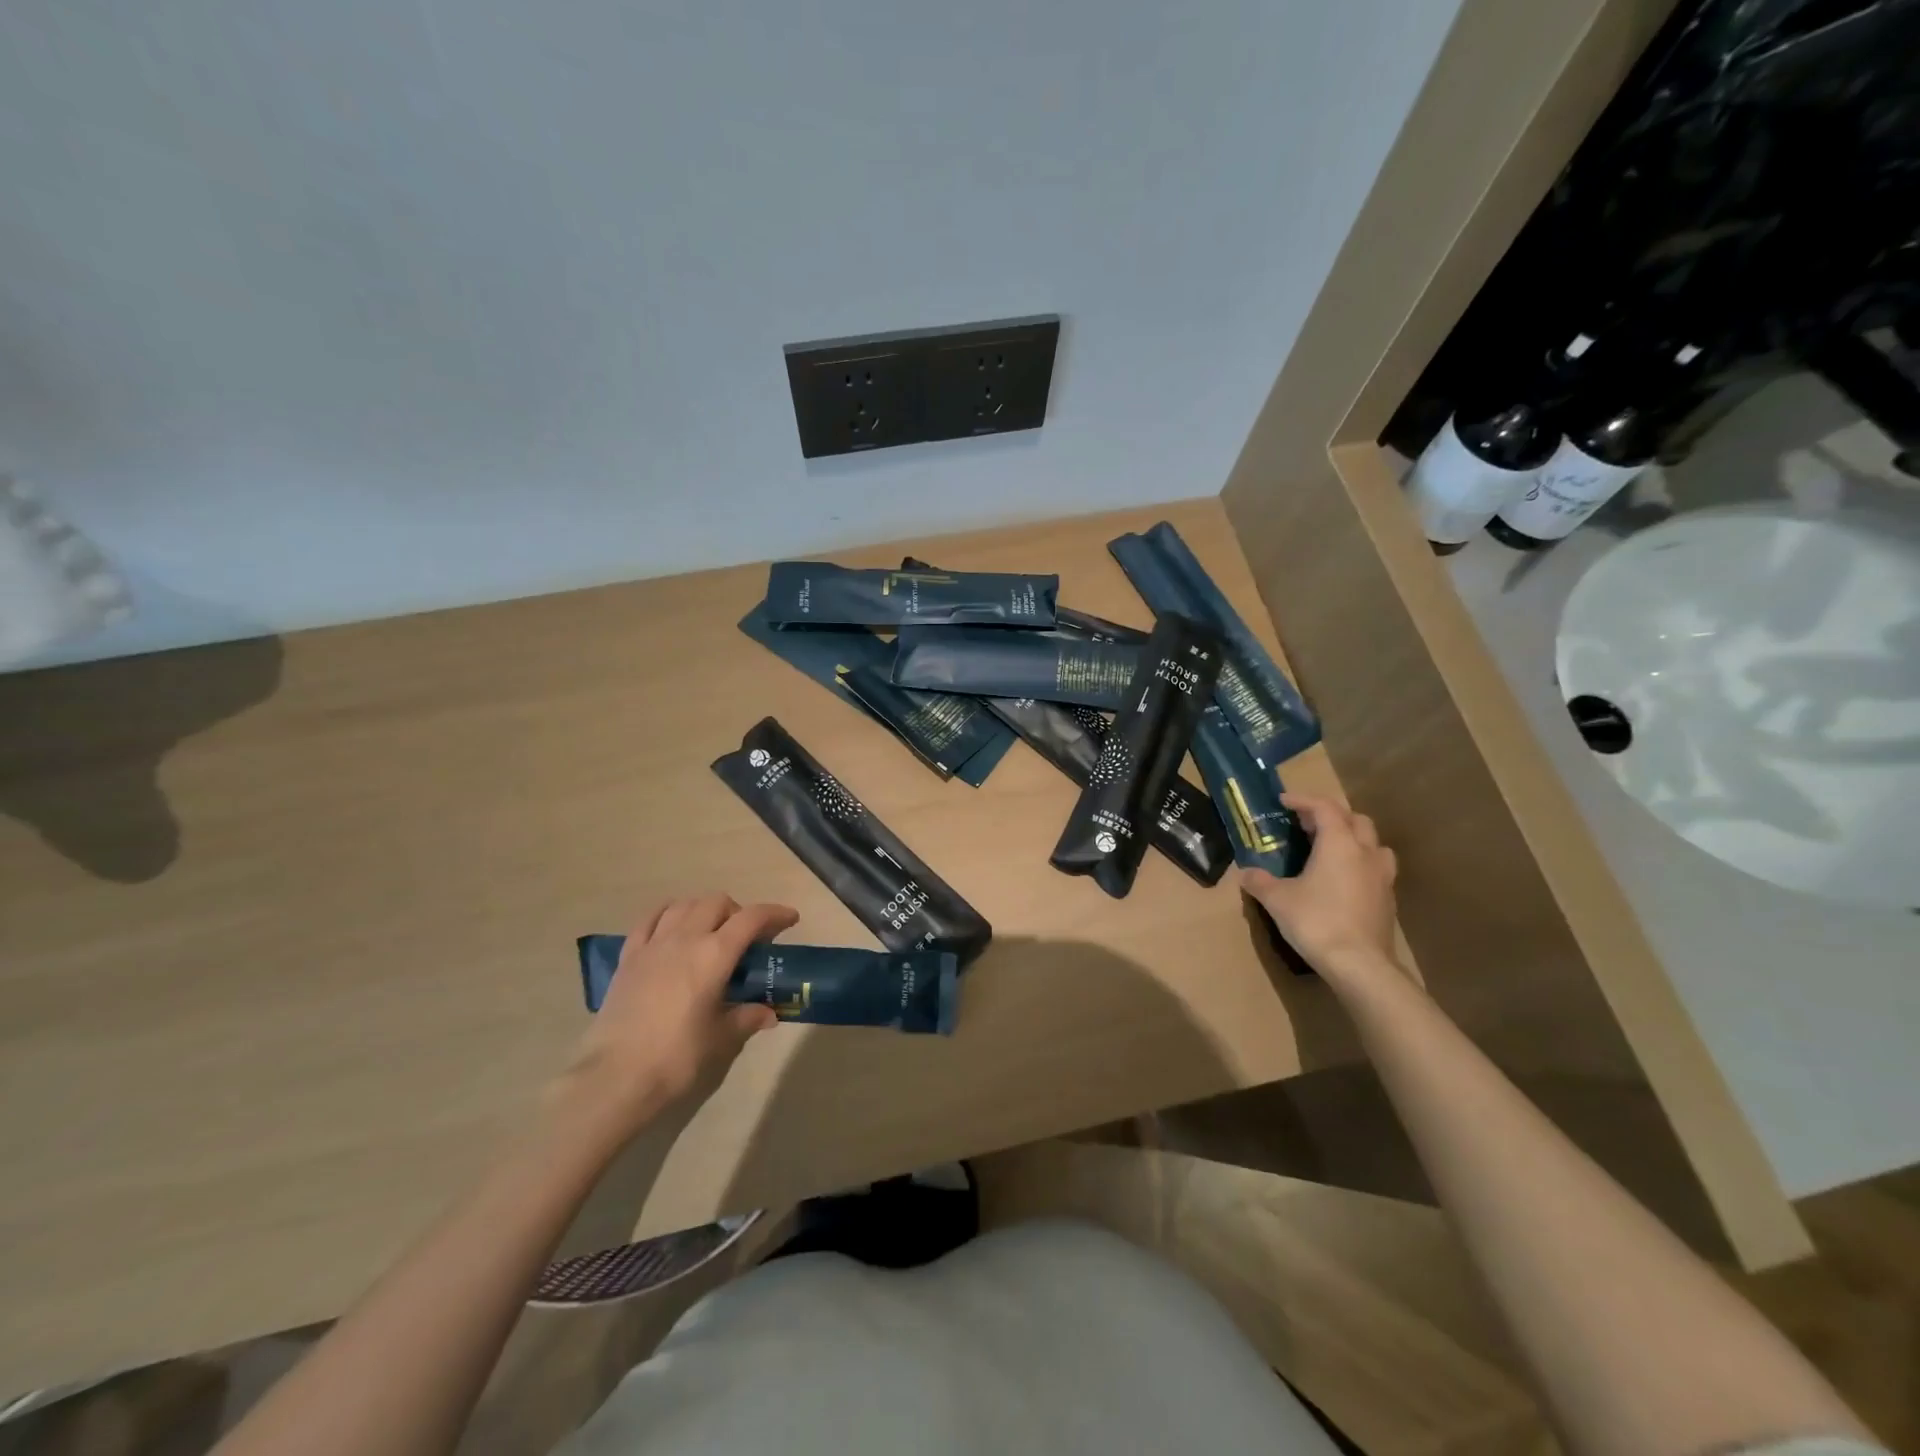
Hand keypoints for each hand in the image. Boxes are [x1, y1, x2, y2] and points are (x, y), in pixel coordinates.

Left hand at [559, 894, 797, 1138]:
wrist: (614, 1077)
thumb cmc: (676, 1057)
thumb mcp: (721, 1039)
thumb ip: (747, 1018)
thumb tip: (768, 1014)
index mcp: (714, 954)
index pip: (752, 918)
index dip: (775, 914)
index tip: (790, 920)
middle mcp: (685, 938)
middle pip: (717, 903)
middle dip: (738, 912)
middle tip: (747, 939)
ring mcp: (652, 945)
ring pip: (684, 905)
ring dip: (704, 910)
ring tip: (711, 932)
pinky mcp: (628, 958)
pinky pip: (650, 920)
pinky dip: (668, 915)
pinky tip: (673, 928)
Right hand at [1243, 793, 1401, 985]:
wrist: (1359, 964)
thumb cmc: (1316, 921)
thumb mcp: (1277, 899)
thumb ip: (1259, 881)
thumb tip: (1246, 873)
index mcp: (1338, 844)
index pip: (1324, 807)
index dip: (1303, 800)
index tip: (1283, 801)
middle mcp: (1365, 853)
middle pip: (1355, 819)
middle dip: (1331, 816)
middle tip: (1306, 825)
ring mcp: (1382, 876)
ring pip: (1374, 843)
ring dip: (1353, 838)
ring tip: (1332, 849)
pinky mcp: (1388, 900)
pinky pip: (1377, 869)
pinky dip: (1360, 864)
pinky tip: (1344, 880)